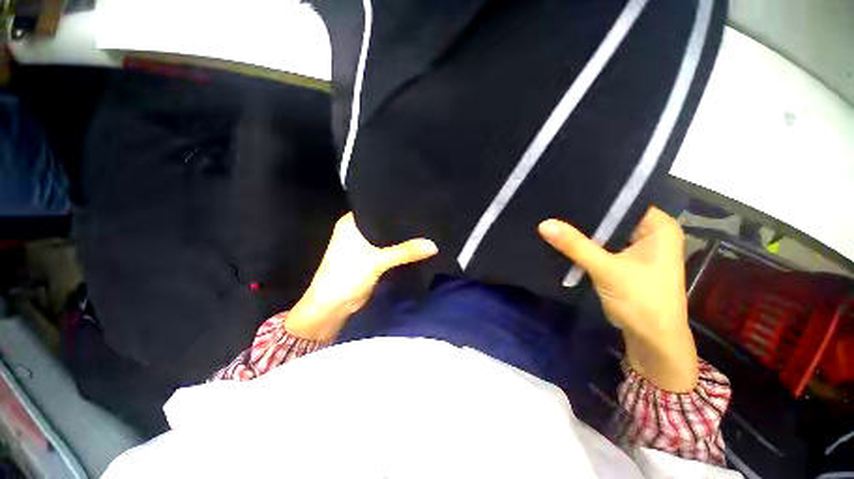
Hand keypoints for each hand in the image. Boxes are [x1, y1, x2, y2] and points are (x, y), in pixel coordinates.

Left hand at [286, 213, 437, 341]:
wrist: (334, 306)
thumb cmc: (348, 276)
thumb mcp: (377, 261)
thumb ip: (405, 252)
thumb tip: (433, 245)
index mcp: (352, 222)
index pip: (377, 207)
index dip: (394, 205)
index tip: (416, 202)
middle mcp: (357, 230)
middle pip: (384, 223)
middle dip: (401, 222)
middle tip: (424, 215)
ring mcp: (364, 245)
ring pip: (388, 237)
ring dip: (402, 237)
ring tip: (424, 228)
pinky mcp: (371, 257)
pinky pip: (389, 249)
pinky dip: (400, 249)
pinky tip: (415, 244)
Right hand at [538, 207, 697, 391]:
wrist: (652, 340)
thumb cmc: (641, 301)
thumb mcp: (606, 269)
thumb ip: (575, 245)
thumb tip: (544, 224)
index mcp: (659, 227)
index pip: (625, 200)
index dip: (597, 196)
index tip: (566, 192)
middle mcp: (650, 233)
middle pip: (613, 217)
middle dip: (586, 215)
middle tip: (555, 205)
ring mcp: (637, 248)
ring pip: (606, 232)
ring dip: (584, 231)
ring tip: (556, 218)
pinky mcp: (625, 262)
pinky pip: (602, 246)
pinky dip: (586, 245)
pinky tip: (565, 239)